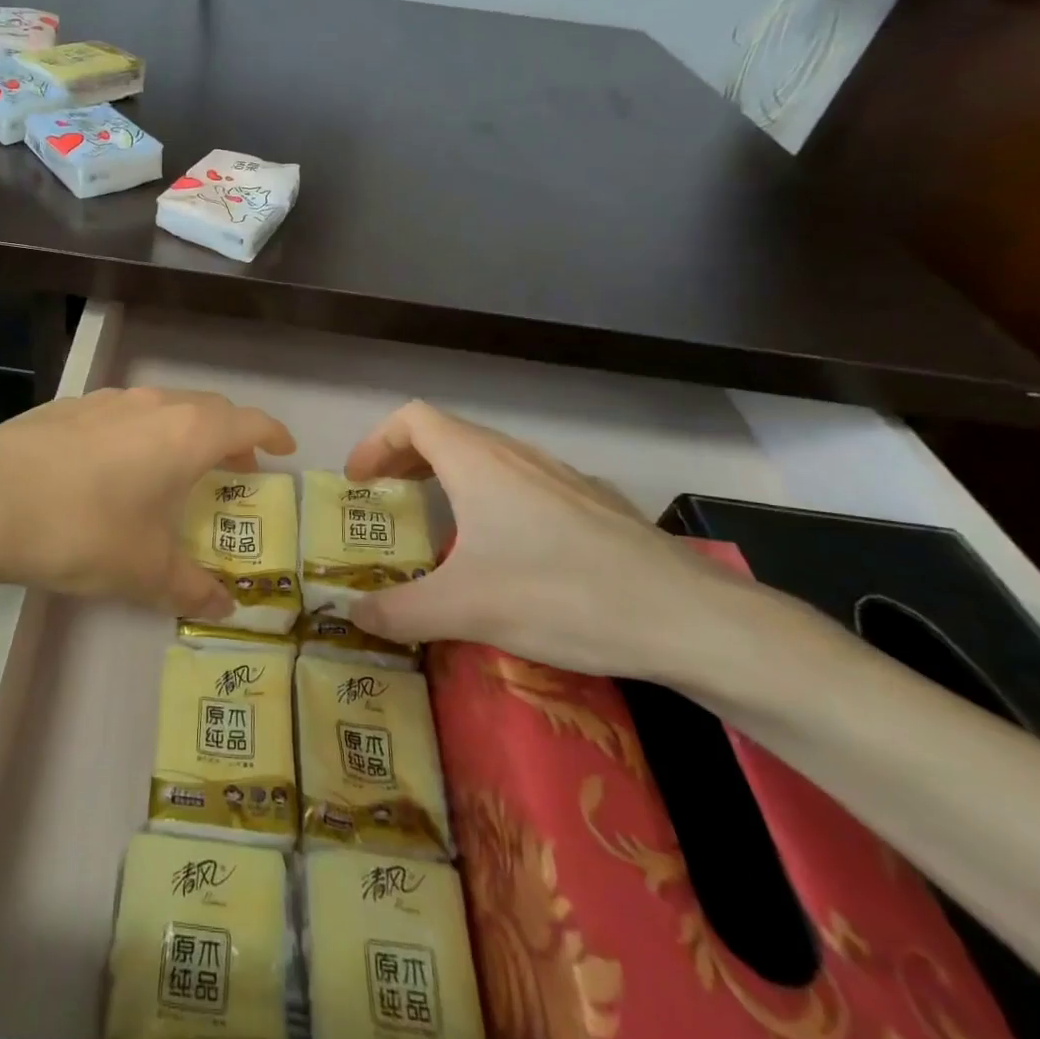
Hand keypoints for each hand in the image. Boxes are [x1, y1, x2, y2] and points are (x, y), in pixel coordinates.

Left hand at [0, 387, 295, 618]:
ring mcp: (107, 400)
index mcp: (187, 434)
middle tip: (235, 467)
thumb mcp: (144, 570)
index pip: (248, 422)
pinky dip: (140, 432)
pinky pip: (122, 413)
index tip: (284, 449)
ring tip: (176, 467)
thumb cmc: (83, 530)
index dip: (273, 434)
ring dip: (183, 432)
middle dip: (230, 436)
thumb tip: (225, 608)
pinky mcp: (68, 406)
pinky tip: (115, 466)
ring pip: (163, 407)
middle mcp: (153, 405)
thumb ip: (190, 588)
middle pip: (209, 409)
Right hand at [346, 401, 760, 679]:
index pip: (411, 419)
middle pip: (446, 434)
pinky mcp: (593, 503)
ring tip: (437, 522)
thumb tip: (351, 616)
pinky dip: (490, 497)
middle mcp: (517, 455)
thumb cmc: (561, 596)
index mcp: (478, 462)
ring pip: (488, 457)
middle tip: (385, 499)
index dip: (375, 442)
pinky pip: (523, 483)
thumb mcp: (464, 609)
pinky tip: (505, 550)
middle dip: (405, 460)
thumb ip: (398, 611)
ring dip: (449, 477)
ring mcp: (560, 476)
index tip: (358, 482)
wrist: (688, 618)